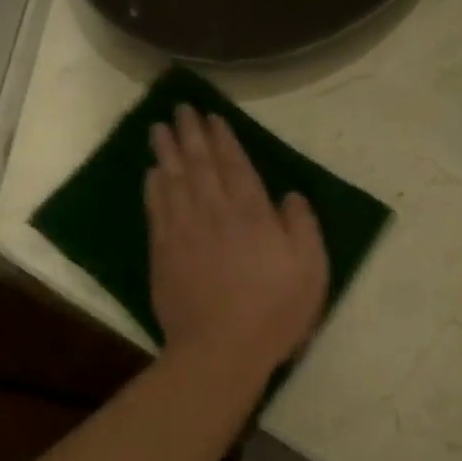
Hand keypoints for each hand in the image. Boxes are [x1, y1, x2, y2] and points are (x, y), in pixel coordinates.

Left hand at [146, 105, 328, 374]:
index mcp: (251, 213)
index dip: (222, 138)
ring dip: (166, 152)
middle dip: (190, 134)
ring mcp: (184, 232)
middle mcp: (214, 212)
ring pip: (172, 180)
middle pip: (198, 164)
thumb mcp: (311, 269)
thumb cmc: (274, 311)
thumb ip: (302, 226)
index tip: (211, 117)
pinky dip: (153, 188)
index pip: (234, 164)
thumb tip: (290, 195)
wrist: (220, 350)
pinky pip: (156, 210)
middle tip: (180, 110)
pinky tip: (151, 174)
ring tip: (159, 129)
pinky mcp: (163, 253)